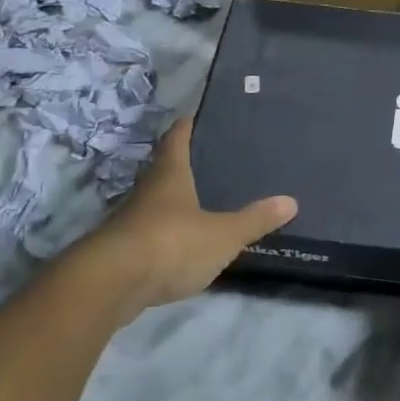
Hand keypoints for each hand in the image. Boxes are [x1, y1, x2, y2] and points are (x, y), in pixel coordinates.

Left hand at [81, 119, 296, 320]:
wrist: (108, 286)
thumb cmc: (170, 244)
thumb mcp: (223, 234)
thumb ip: (255, 220)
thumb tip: (290, 201)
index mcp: (171, 172)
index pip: (179, 135)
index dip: (191, 123)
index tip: (207, 114)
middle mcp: (148, 188)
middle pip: (168, 166)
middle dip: (189, 162)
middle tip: (221, 158)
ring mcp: (133, 219)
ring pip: (159, 200)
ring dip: (179, 198)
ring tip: (210, 198)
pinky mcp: (125, 249)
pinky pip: (154, 231)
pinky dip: (171, 231)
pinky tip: (189, 240)